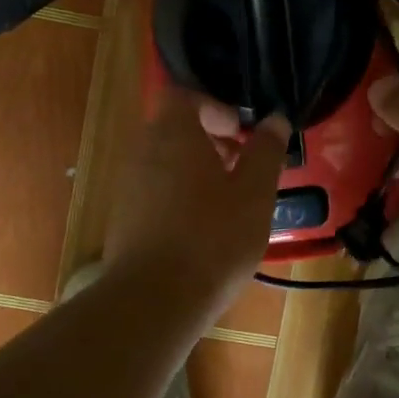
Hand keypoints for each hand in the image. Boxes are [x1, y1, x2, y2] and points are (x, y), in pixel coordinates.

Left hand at [108, 86, 287, 312]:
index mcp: (173, 134)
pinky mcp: (124, 220)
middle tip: (243, 168)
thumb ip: (266, 151)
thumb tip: (274, 120)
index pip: (184, 97)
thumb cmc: (213, 236)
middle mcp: (143, 152)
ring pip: (166, 163)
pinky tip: (205, 231)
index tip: (241, 133)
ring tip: (229, 203)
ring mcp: (128, 187)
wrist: (154, 300)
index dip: (215, 107)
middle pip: (175, 130)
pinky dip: (180, 197)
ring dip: (197, 171)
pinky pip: (156, 192)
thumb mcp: (255, 192)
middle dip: (211, 142)